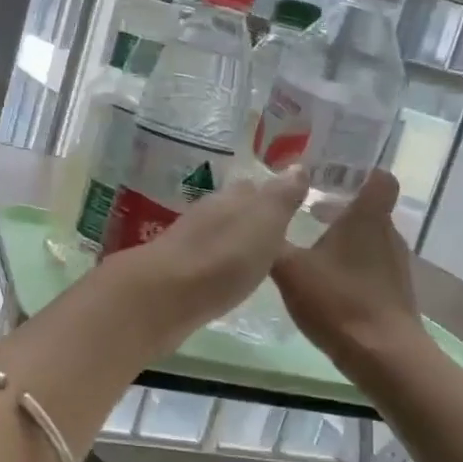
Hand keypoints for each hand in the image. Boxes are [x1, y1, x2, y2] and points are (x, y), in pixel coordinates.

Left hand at [106, 166, 309, 349]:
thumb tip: (297, 166)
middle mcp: (207, 214)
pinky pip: (204, 260)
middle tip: (277, 232)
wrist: (165, 296)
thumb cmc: (224, 256)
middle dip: (252, 216)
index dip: (272, 194)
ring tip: (256, 256)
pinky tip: (226, 277)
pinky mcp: (176, 273)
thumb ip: (281, 196)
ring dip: (234, 241)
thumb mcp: (265, 221)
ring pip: (217, 234)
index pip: (253, 188)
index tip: (291, 204)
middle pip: (233, 209)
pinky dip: (218, 264)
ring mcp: (187, 243)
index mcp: (230, 198)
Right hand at [272, 170, 419, 364]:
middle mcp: (387, 234)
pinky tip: (323, 281)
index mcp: (367, 218)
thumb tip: (255, 220)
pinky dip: (349, 264)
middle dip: (339, 206)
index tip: (331, 172)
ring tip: (308, 245)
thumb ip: (272, 243)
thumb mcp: (290, 270)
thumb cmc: (338, 301)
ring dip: (342, 237)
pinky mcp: (393, 292)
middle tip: (305, 209)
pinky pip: (370, 264)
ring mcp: (394, 265)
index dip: (360, 171)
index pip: (378, 178)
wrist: (384, 357)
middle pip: (368, 208)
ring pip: (368, 238)